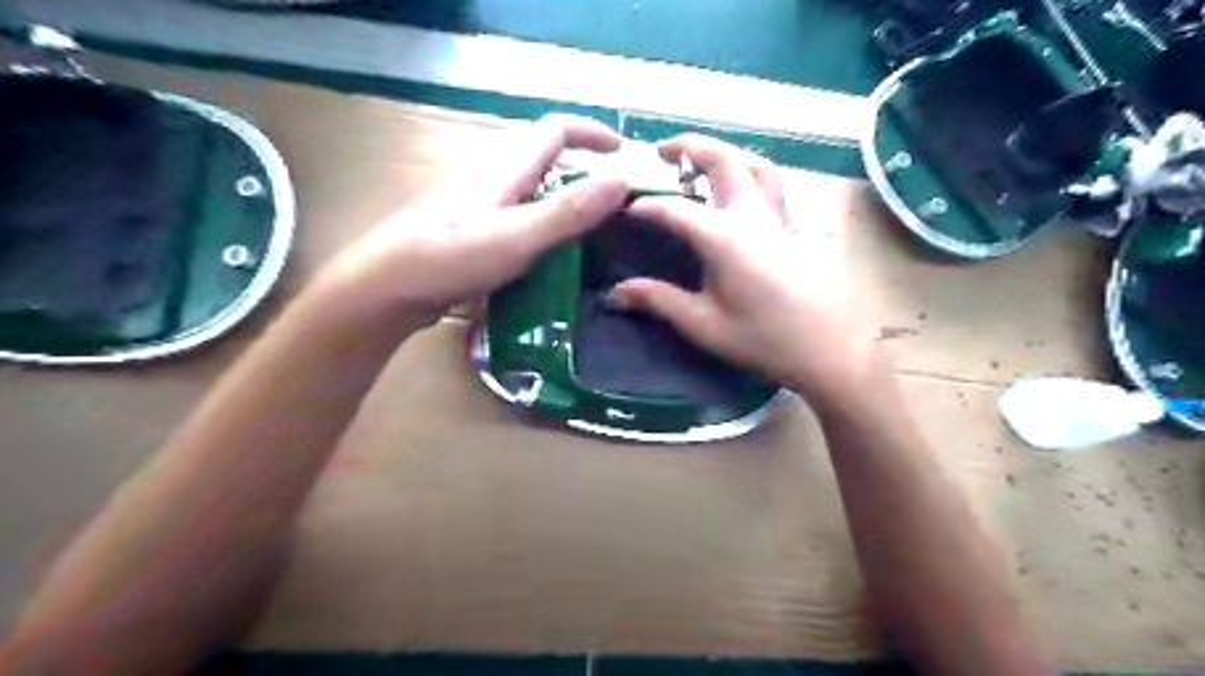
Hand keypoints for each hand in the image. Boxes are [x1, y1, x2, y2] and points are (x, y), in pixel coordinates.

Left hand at [325, 113, 631, 327]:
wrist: (388, 290)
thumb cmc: (450, 258)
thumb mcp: (517, 235)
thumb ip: (568, 210)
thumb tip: (622, 177)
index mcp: (507, 172)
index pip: (555, 131)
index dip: (592, 133)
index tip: (625, 154)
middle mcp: (497, 184)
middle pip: (549, 165)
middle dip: (586, 176)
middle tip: (618, 209)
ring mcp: (485, 213)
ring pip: (537, 199)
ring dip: (569, 209)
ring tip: (599, 240)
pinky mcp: (478, 239)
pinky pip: (524, 227)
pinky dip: (549, 235)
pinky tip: (558, 266)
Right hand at [614, 132, 881, 406]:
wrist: (826, 350)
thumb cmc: (763, 339)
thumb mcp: (703, 324)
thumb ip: (659, 301)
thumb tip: (616, 292)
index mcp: (725, 238)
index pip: (675, 209)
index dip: (646, 206)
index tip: (624, 208)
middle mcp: (752, 216)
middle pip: (723, 160)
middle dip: (689, 146)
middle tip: (661, 150)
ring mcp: (778, 218)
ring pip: (755, 164)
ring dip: (726, 153)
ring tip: (702, 162)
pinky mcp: (794, 229)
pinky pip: (772, 185)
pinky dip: (750, 173)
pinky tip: (740, 193)